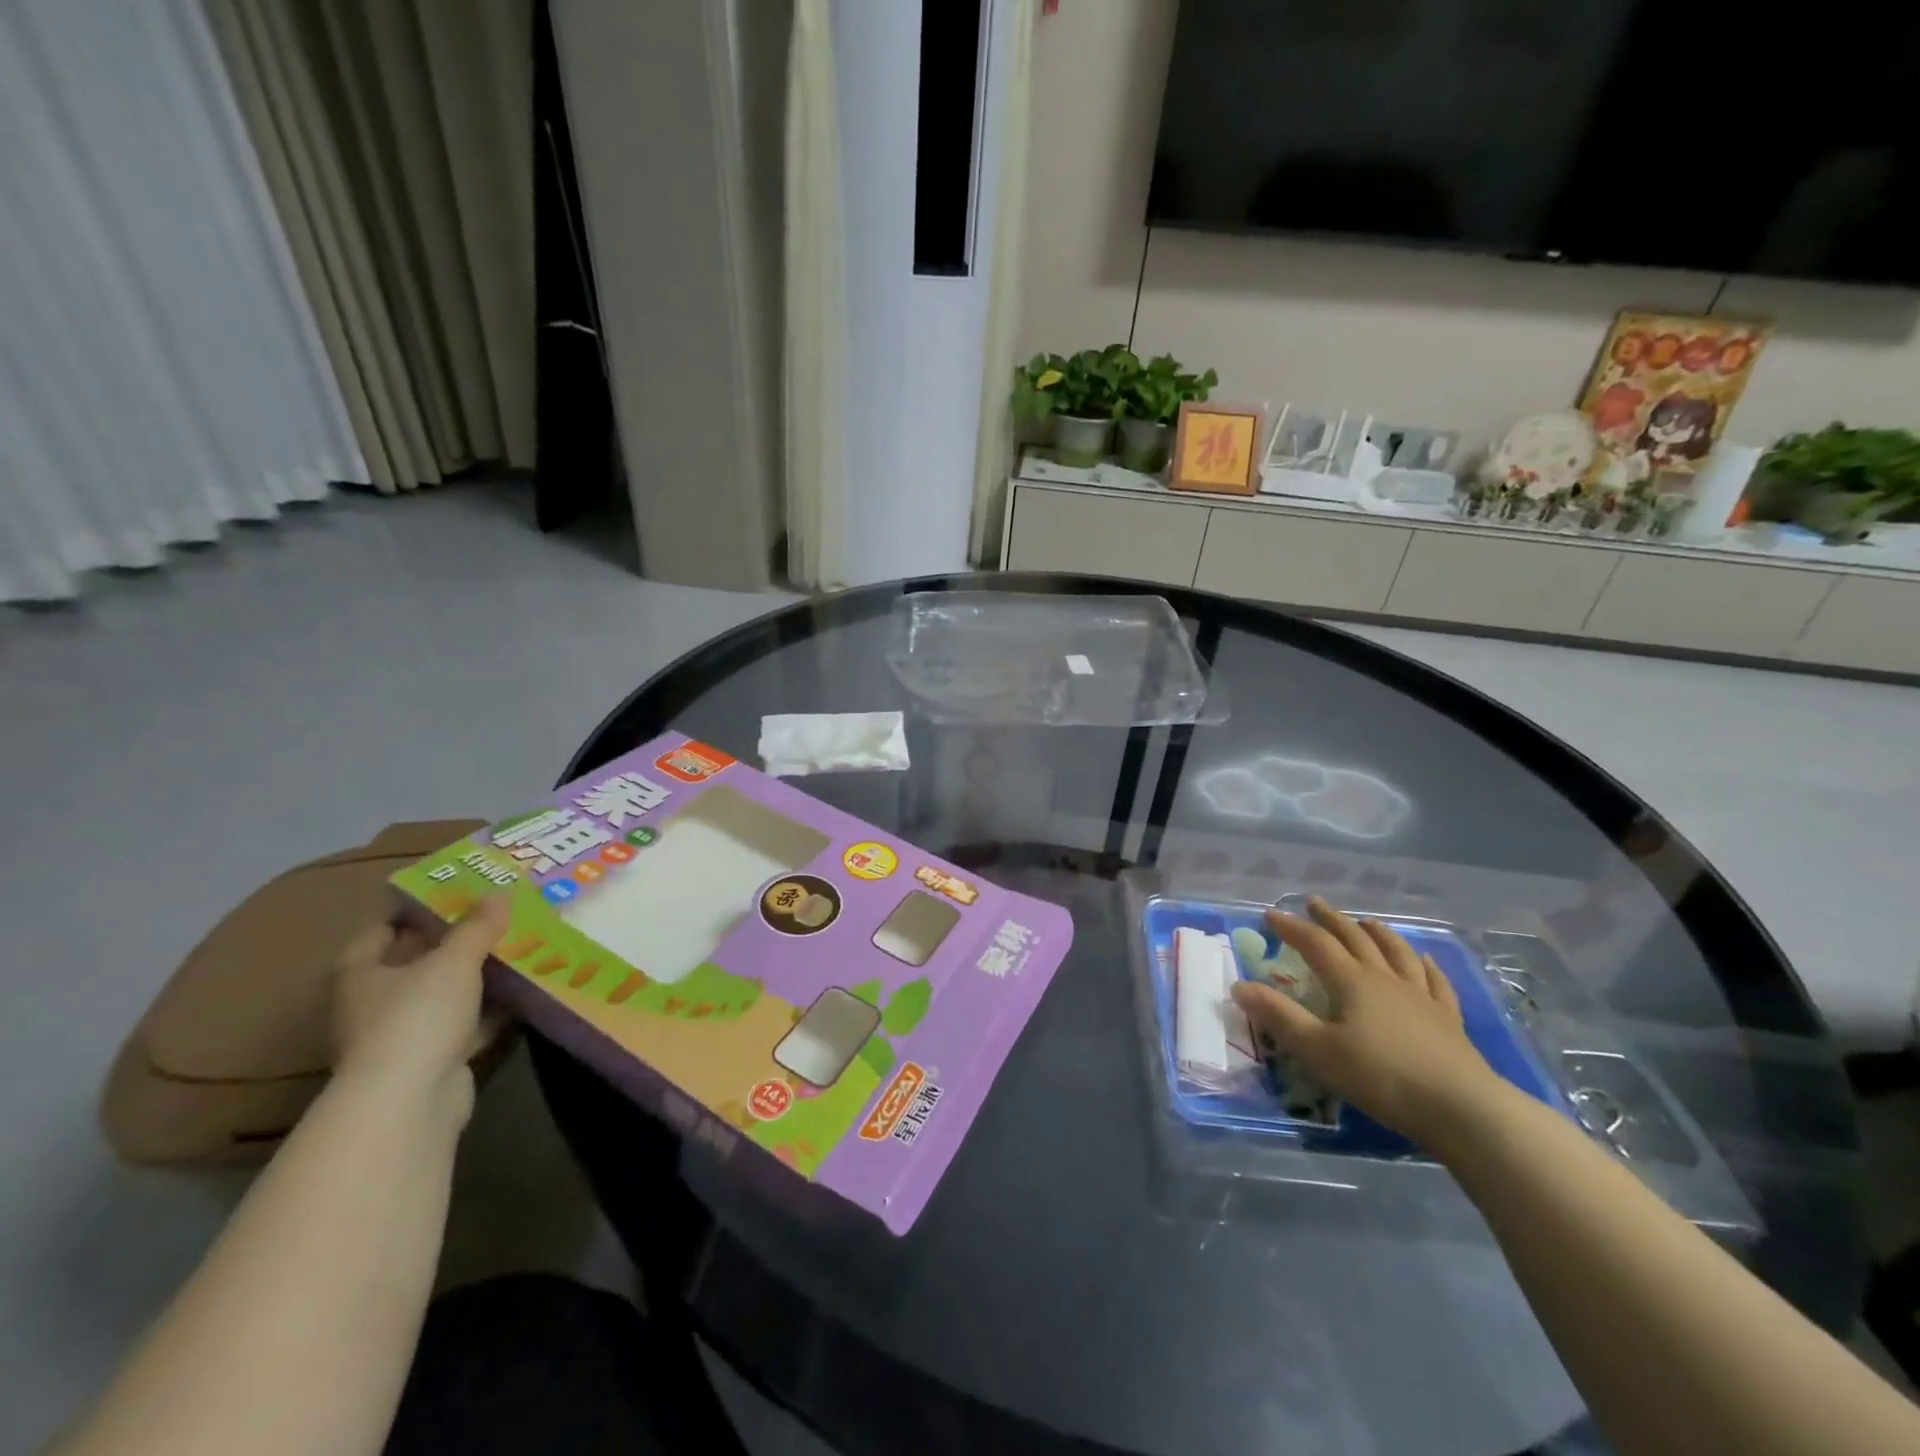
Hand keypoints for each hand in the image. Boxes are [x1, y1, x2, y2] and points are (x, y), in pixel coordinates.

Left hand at [331, 896, 510, 1118]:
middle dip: (452, 944)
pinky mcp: (432, 1062)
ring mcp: (402, 1037)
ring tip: (518, 951)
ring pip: (444, 997)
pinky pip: (465, 1026)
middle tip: (495, 918)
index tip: (450, 895)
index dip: (409, 912)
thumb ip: (478, 926)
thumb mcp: (454, 960)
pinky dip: (490, 1012)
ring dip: (475, 980)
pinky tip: (523, 995)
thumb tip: (500, 891)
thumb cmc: (416, 1017)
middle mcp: (373, 1005)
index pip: (378, 932)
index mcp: (360, 975)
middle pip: (414, 964)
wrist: (409, 1101)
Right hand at [1230, 898, 1503, 1146]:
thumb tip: (1239, 986)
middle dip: (1332, 919)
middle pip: (1355, 939)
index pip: (1316, 944)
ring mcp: (1421, 996)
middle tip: (1315, 903)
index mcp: (1352, 982)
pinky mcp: (1448, 1019)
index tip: (1270, 914)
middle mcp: (1385, 979)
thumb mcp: (1318, 1050)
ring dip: (1377, 933)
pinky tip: (1423, 959)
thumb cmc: (1381, 1077)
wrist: (1462, 1109)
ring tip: (1366, 921)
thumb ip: (1278, 1016)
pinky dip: (1425, 964)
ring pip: (1396, 952)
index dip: (1291, 927)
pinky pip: (1435, 981)